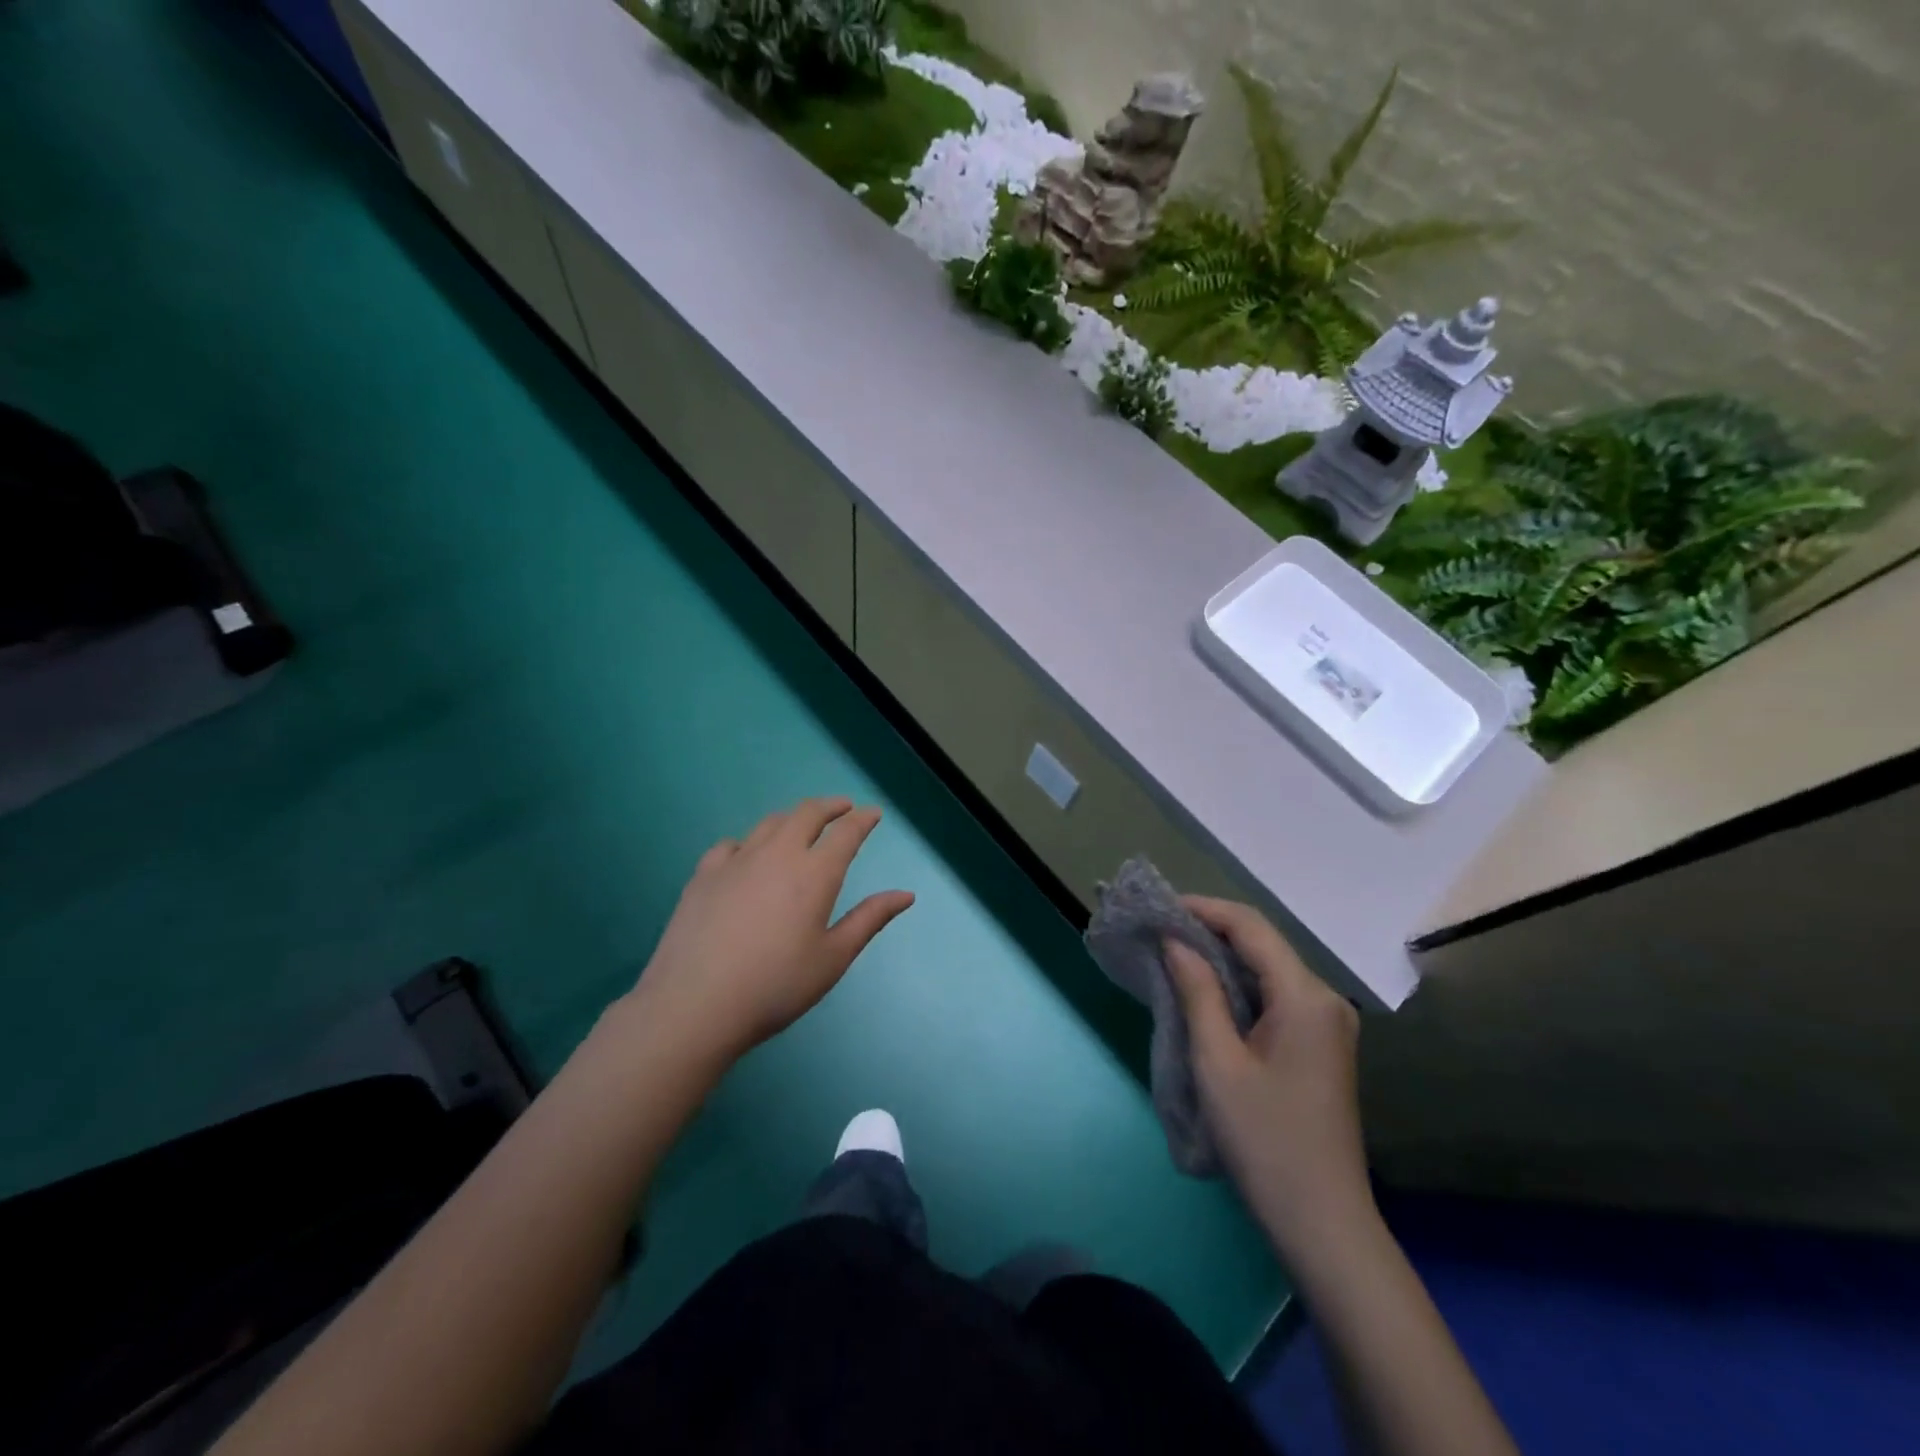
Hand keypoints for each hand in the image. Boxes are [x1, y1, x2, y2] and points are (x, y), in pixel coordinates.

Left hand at [630, 797, 914, 1065]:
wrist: (695, 1004)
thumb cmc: (775, 986)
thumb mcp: (833, 958)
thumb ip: (869, 920)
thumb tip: (905, 895)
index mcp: (815, 873)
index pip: (846, 832)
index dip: (863, 819)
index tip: (873, 814)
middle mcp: (778, 854)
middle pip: (806, 813)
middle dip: (829, 806)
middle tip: (842, 808)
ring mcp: (736, 860)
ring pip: (770, 823)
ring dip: (793, 818)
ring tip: (801, 825)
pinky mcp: (704, 874)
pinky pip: (731, 844)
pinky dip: (749, 842)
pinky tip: (747, 855)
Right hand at [1165, 897, 1373, 1258]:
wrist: (1322, 1223)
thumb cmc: (1264, 1139)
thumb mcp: (1217, 1061)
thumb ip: (1197, 992)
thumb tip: (1175, 941)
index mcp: (1306, 996)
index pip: (1251, 927)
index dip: (1204, 909)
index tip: (1159, 908)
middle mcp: (1325, 999)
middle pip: (1263, 944)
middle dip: (1210, 930)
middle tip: (1159, 930)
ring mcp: (1327, 1024)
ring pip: (1268, 969)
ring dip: (1222, 958)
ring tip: (1173, 954)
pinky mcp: (1320, 1045)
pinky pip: (1275, 996)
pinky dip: (1238, 986)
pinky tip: (1205, 992)